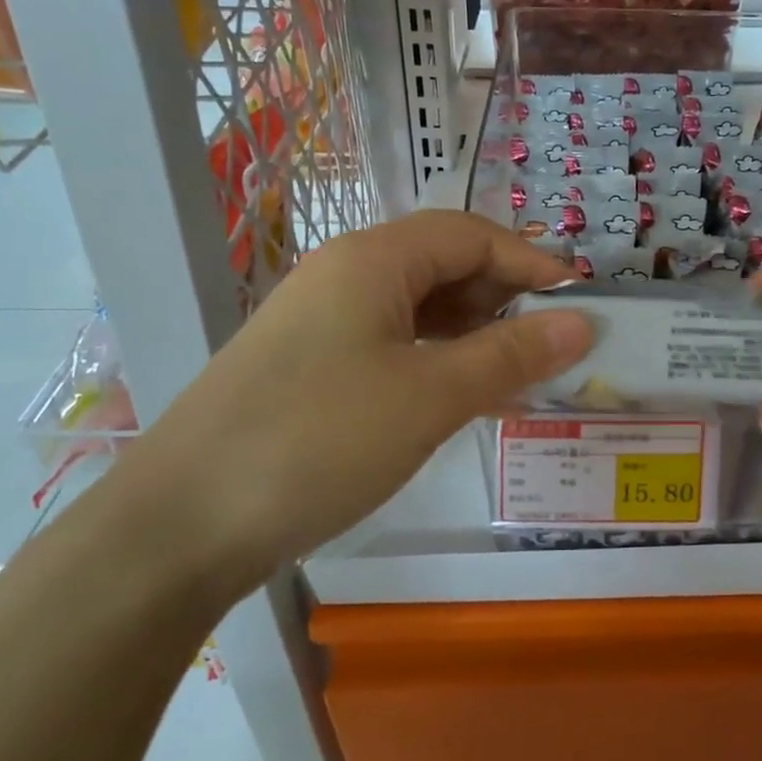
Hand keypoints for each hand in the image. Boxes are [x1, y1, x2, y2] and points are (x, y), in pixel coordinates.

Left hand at [124, 211, 592, 599]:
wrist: (180, 526)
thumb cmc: (317, 441)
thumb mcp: (429, 396)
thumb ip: (511, 355)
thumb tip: (581, 323)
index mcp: (373, 260)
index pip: (471, 234)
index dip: (532, 262)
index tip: (581, 302)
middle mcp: (346, 275)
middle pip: (445, 264)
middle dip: (506, 298)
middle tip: (556, 343)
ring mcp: (324, 321)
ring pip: (420, 307)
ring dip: (476, 333)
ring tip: (522, 373)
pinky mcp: (312, 364)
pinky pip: (394, 343)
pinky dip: (440, 360)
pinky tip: (465, 395)